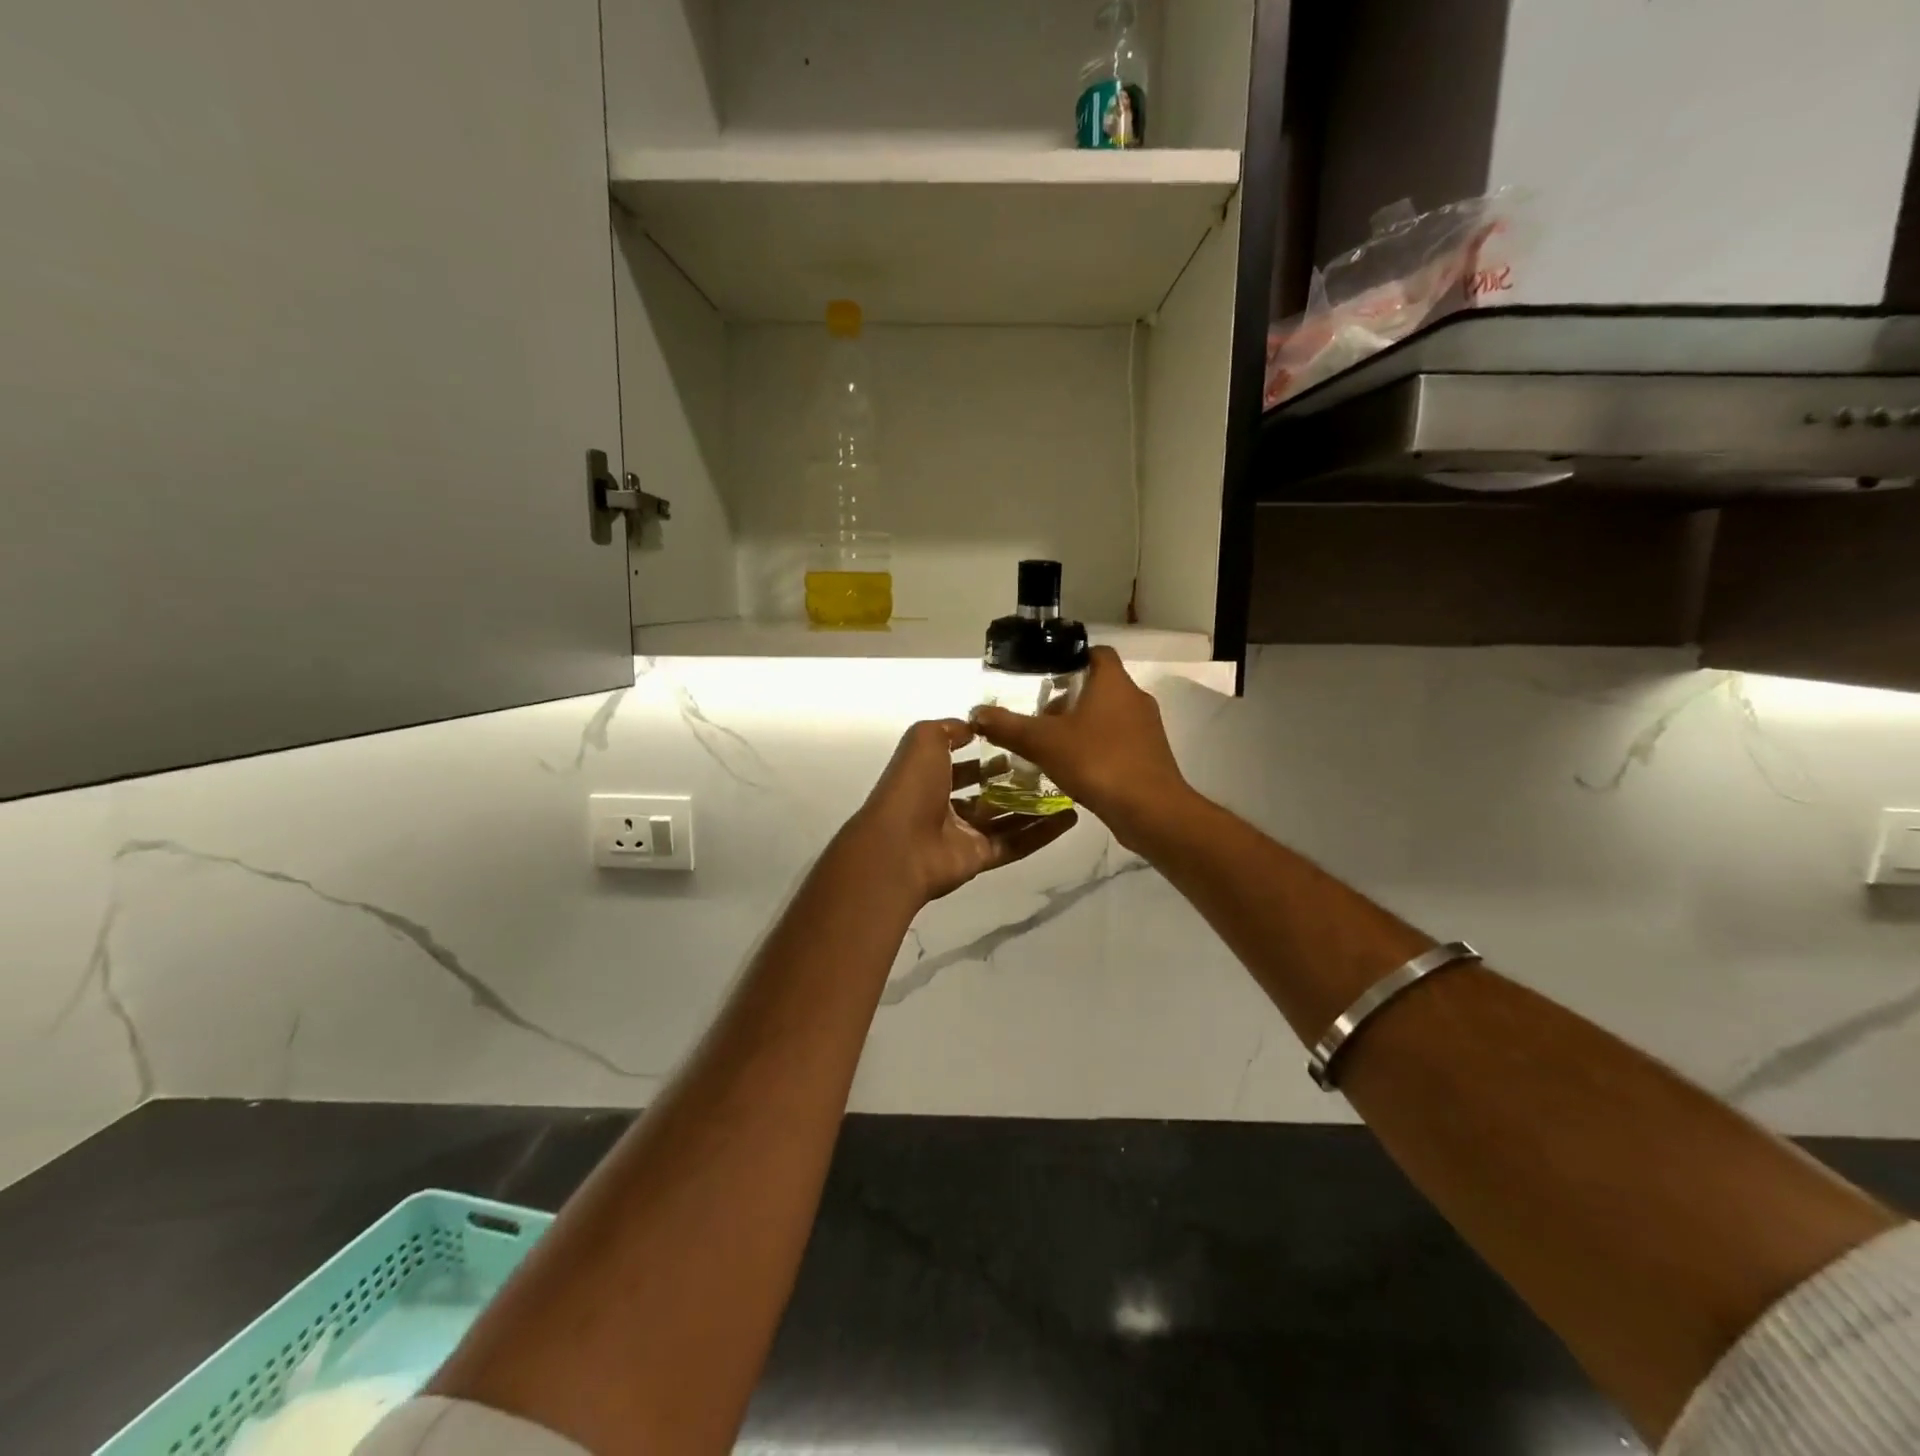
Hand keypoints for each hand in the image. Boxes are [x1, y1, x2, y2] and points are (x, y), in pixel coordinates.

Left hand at [852, 720, 1079, 903]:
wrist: (899, 847)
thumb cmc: (911, 787)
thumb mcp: (924, 740)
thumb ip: (949, 729)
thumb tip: (974, 726)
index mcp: (928, 778)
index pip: (959, 765)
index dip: (984, 753)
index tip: (1017, 742)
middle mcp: (945, 806)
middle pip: (985, 793)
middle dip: (1013, 780)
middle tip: (1048, 766)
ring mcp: (963, 835)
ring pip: (1005, 819)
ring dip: (1035, 806)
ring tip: (1067, 790)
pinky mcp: (980, 858)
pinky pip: (1016, 844)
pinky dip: (1041, 833)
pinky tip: (1069, 818)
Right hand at [969, 647, 1190, 850]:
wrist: (1150, 811)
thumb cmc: (1098, 762)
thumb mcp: (1043, 742)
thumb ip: (1009, 726)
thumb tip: (977, 713)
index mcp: (1114, 683)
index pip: (1097, 653)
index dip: (1072, 658)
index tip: (1046, 673)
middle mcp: (1135, 699)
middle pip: (1100, 686)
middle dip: (1069, 697)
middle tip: (1039, 714)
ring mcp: (1147, 729)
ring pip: (1109, 715)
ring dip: (1082, 725)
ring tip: (1051, 743)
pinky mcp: (1150, 756)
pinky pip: (1119, 741)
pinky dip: (1097, 747)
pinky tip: (1074, 768)